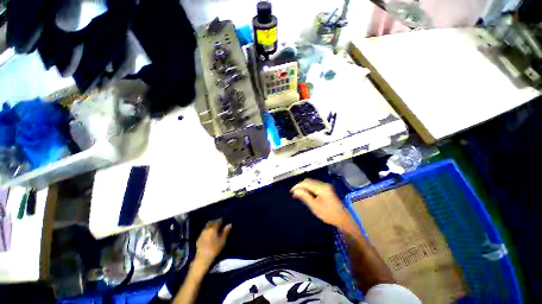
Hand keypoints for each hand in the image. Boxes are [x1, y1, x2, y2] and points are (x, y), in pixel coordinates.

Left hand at [195, 219, 231, 266]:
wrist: (202, 259)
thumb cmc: (214, 249)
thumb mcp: (222, 241)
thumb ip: (226, 232)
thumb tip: (229, 224)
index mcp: (213, 228)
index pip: (218, 220)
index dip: (222, 220)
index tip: (225, 221)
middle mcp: (207, 228)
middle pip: (212, 222)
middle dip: (216, 221)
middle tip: (221, 224)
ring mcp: (202, 233)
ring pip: (207, 225)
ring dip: (212, 225)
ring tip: (216, 229)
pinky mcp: (199, 237)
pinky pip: (205, 230)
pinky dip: (208, 229)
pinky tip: (210, 234)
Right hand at [291, 179, 352, 229]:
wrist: (342, 218)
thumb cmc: (328, 214)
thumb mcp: (315, 206)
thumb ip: (305, 197)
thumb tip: (295, 191)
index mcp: (321, 188)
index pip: (306, 183)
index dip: (297, 186)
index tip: (291, 191)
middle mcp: (323, 184)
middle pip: (308, 181)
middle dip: (300, 186)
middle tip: (293, 193)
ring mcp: (325, 185)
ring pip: (311, 182)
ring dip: (303, 186)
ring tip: (297, 193)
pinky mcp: (326, 188)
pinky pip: (314, 185)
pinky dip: (308, 188)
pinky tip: (305, 193)